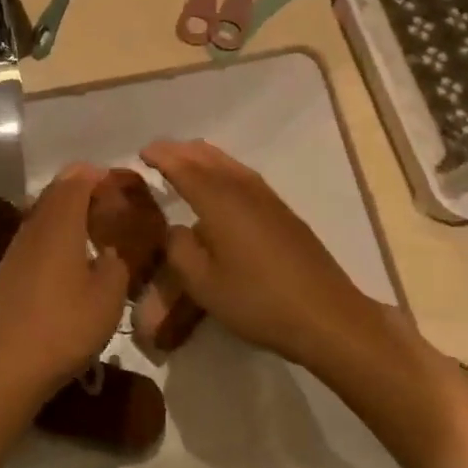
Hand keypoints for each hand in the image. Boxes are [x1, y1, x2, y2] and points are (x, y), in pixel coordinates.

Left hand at [0, 165, 130, 397]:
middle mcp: (33, 230)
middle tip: (102, 196)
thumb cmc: (67, 326)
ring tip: (84, 224)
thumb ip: (115, 264)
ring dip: (61, 211)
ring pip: (38, 215)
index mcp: (60, 227)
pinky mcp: (4, 273)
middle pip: (53, 194)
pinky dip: (48, 235)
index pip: (75, 183)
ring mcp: (14, 251)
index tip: (114, 179)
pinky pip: (30, 239)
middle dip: (77, 187)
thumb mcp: (109, 297)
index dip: (94, 176)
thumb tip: (107, 251)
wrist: (11, 364)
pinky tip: (60, 257)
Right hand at [139, 140, 397, 370]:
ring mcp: (268, 198)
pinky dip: (223, 169)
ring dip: (204, 157)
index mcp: (219, 201)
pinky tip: (222, 184)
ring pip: (229, 164)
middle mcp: (243, 189)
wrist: (325, 315)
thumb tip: (174, 228)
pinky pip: (244, 176)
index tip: (142, 152)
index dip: (162, 156)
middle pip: (208, 157)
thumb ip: (180, 249)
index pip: (183, 167)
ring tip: (186, 161)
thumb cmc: (257, 300)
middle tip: (159, 154)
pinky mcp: (283, 212)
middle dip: (181, 151)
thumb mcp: (203, 284)